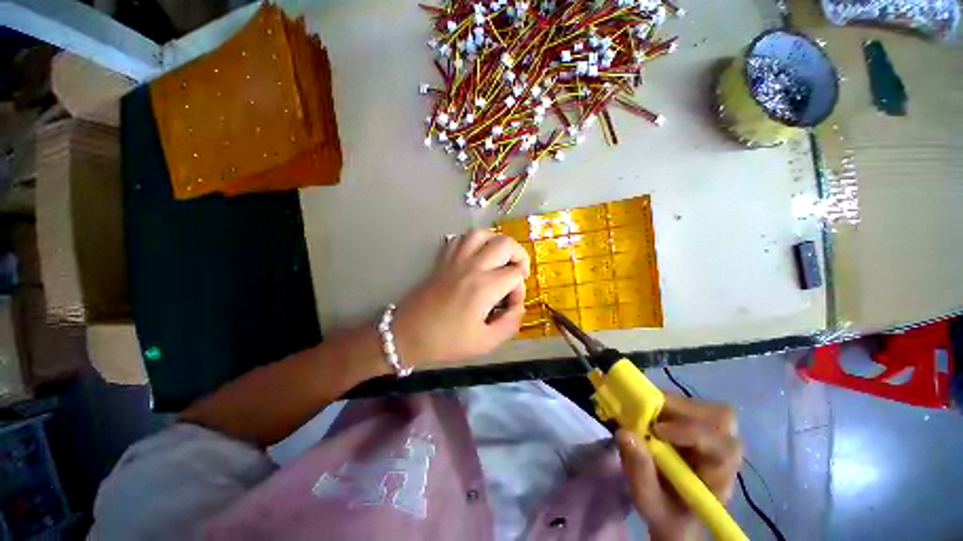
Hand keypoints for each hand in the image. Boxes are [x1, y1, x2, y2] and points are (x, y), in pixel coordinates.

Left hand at [393, 230, 529, 365]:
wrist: (407, 334)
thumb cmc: (446, 341)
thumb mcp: (485, 342)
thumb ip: (510, 324)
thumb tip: (519, 307)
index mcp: (484, 287)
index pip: (515, 274)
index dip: (520, 289)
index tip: (511, 305)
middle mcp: (472, 266)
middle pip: (505, 244)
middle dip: (519, 255)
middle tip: (518, 273)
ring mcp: (456, 259)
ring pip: (482, 233)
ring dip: (497, 242)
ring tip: (500, 259)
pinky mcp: (443, 260)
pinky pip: (461, 239)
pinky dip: (475, 241)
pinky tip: (477, 256)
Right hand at [616, 394, 741, 540]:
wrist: (674, 513)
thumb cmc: (666, 512)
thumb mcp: (649, 502)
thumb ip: (639, 472)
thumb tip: (624, 433)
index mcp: (719, 477)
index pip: (722, 447)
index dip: (692, 432)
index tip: (657, 430)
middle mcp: (724, 453)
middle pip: (720, 419)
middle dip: (682, 410)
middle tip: (648, 413)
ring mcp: (714, 436)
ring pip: (706, 408)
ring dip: (672, 405)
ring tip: (646, 413)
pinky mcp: (700, 426)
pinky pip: (690, 405)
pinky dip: (667, 403)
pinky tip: (650, 414)